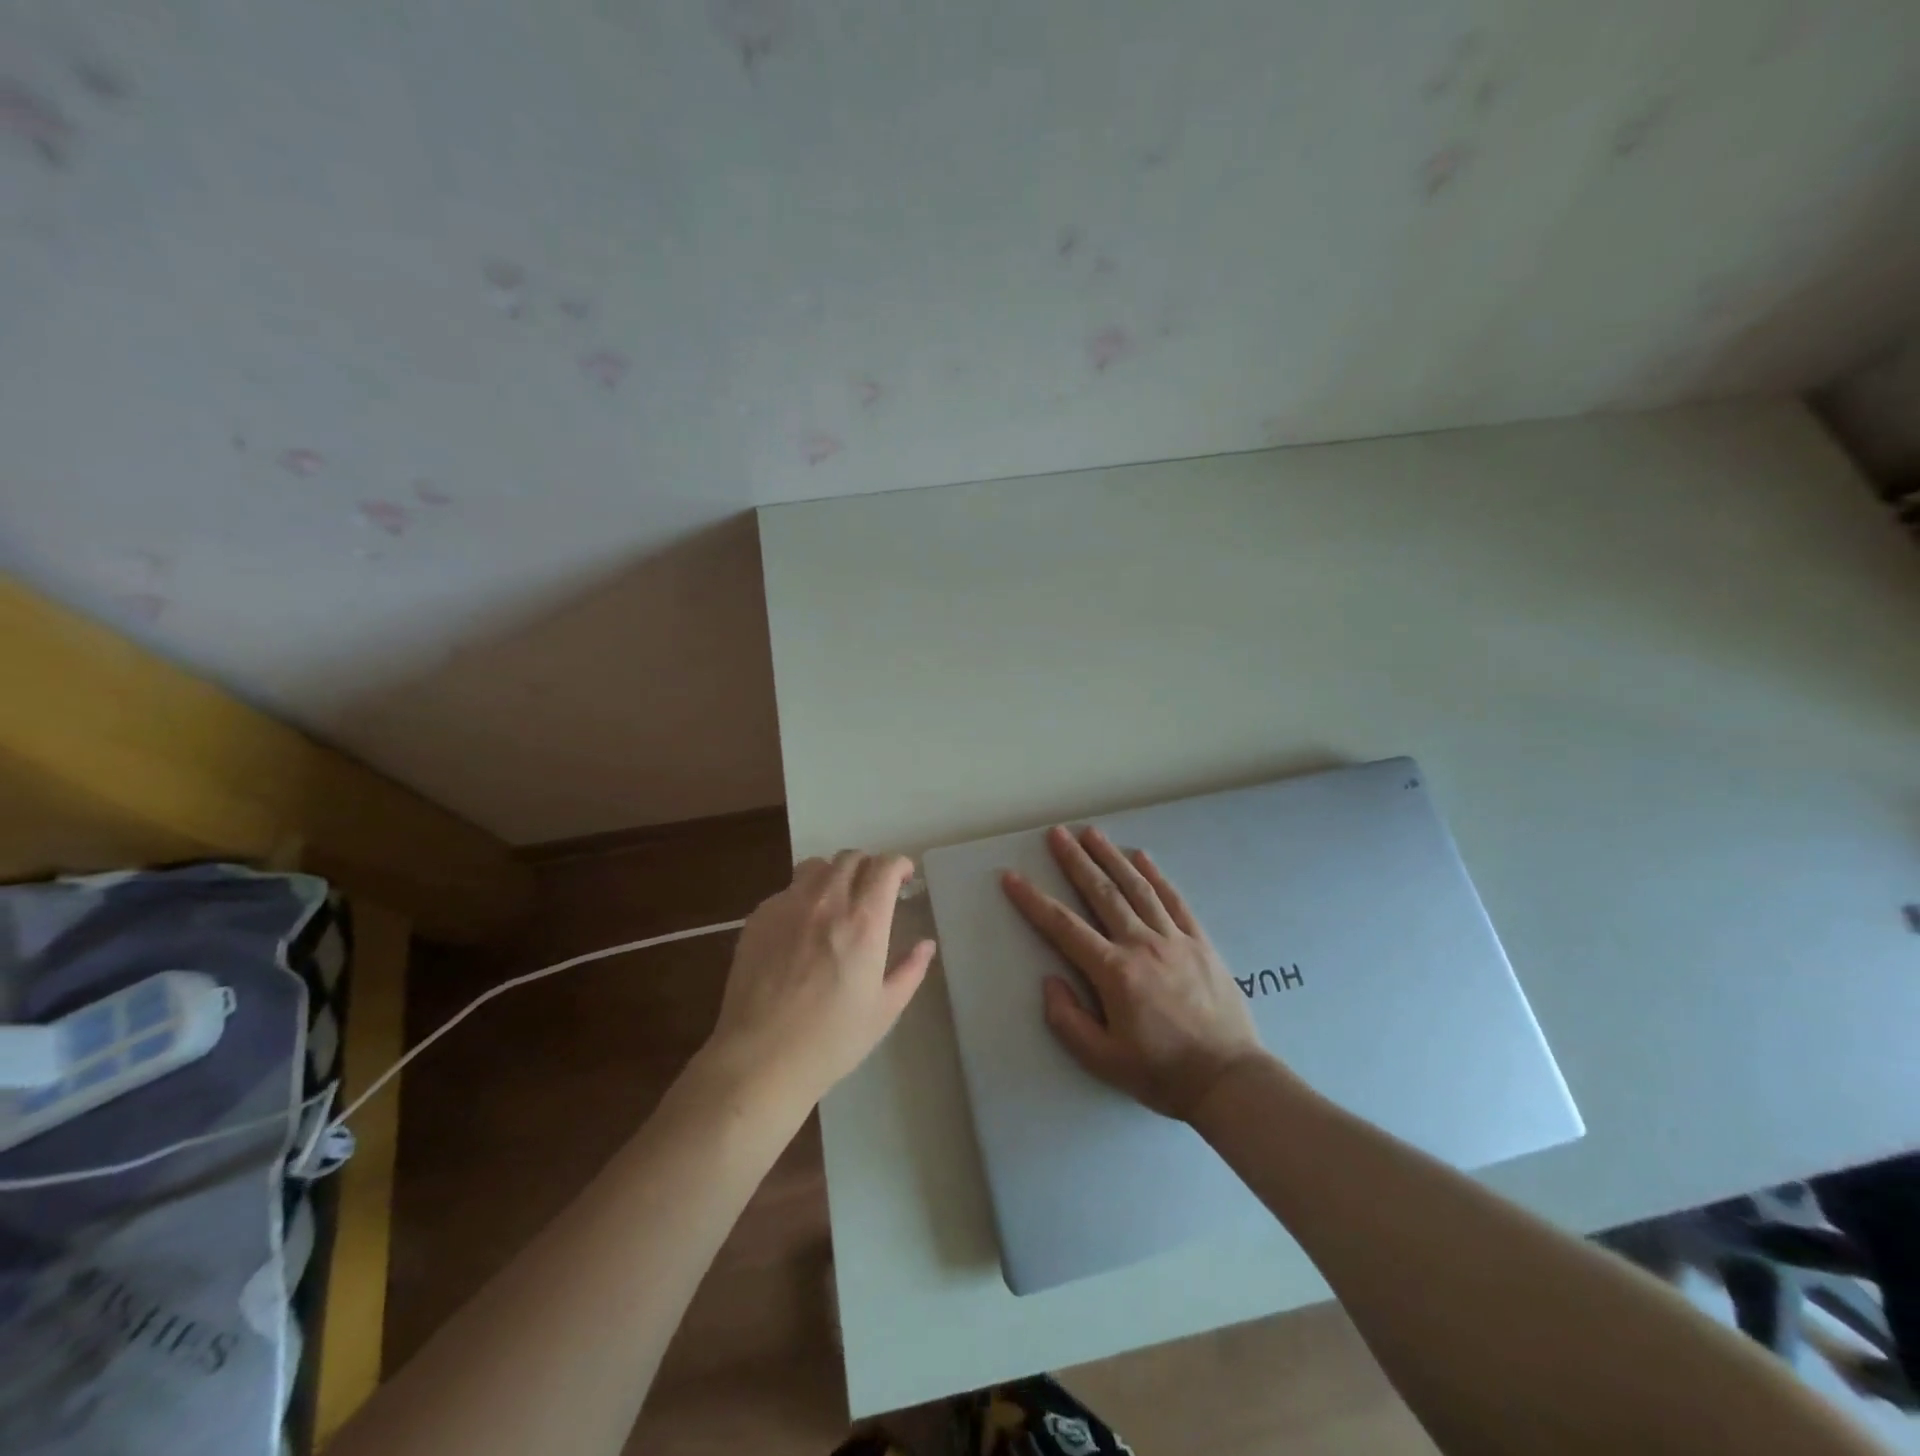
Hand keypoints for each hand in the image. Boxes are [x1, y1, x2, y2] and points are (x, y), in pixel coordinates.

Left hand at [705, 850, 934, 1107]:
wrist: (760, 1059)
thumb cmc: (831, 1040)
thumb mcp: (884, 1010)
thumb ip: (910, 970)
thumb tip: (926, 944)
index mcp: (864, 922)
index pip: (884, 866)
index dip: (898, 865)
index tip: (903, 879)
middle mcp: (827, 902)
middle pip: (850, 857)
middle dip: (868, 867)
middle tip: (872, 891)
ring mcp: (788, 906)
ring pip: (815, 866)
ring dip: (834, 874)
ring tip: (836, 900)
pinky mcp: (759, 918)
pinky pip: (787, 890)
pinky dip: (802, 896)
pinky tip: (801, 928)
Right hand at [1002, 825, 1263, 1121]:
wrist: (1229, 1080)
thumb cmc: (1161, 1073)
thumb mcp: (1103, 1060)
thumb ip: (1068, 1020)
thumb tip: (1051, 981)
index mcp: (1114, 972)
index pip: (1064, 927)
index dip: (1033, 901)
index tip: (1012, 877)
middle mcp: (1142, 945)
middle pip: (1102, 893)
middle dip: (1076, 861)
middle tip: (1057, 833)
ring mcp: (1174, 939)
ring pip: (1137, 888)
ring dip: (1111, 858)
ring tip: (1092, 833)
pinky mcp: (1200, 942)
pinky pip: (1174, 900)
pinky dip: (1156, 876)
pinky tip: (1142, 858)